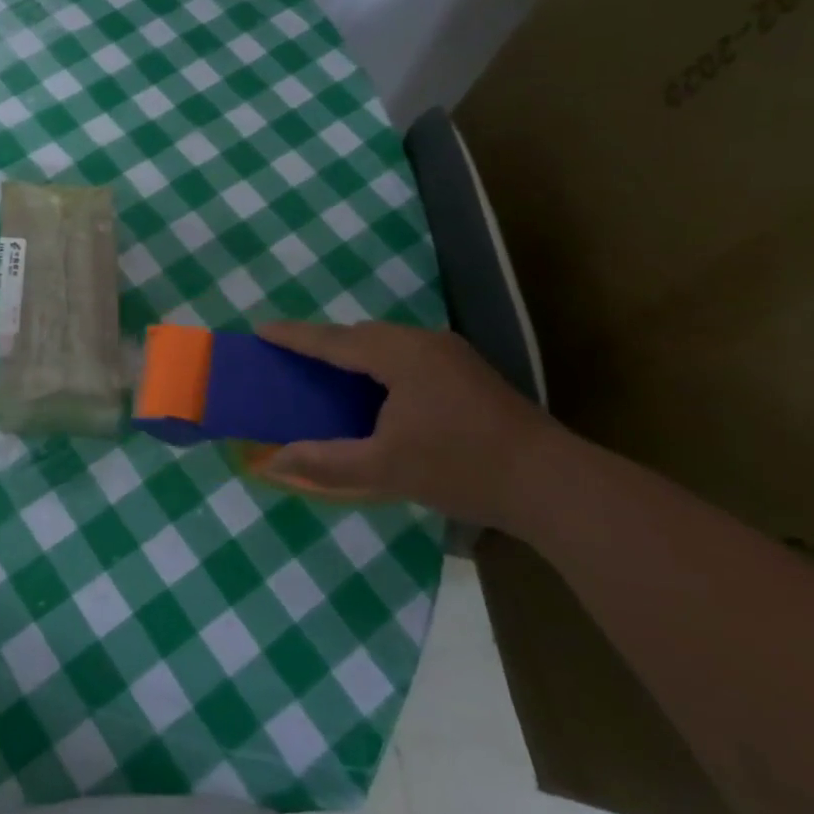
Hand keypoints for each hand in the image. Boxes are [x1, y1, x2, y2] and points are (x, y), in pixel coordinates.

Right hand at [257, 321, 554, 527]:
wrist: (552, 484)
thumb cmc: (460, 468)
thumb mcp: (383, 469)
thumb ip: (324, 461)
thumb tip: (272, 460)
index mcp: (399, 355)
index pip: (334, 340)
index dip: (295, 336)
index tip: (261, 329)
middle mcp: (424, 342)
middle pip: (360, 334)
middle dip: (324, 342)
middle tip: (292, 356)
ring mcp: (451, 354)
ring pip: (387, 342)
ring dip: (354, 353)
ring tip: (329, 372)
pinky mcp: (468, 371)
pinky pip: (407, 354)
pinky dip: (380, 364)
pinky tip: (377, 389)